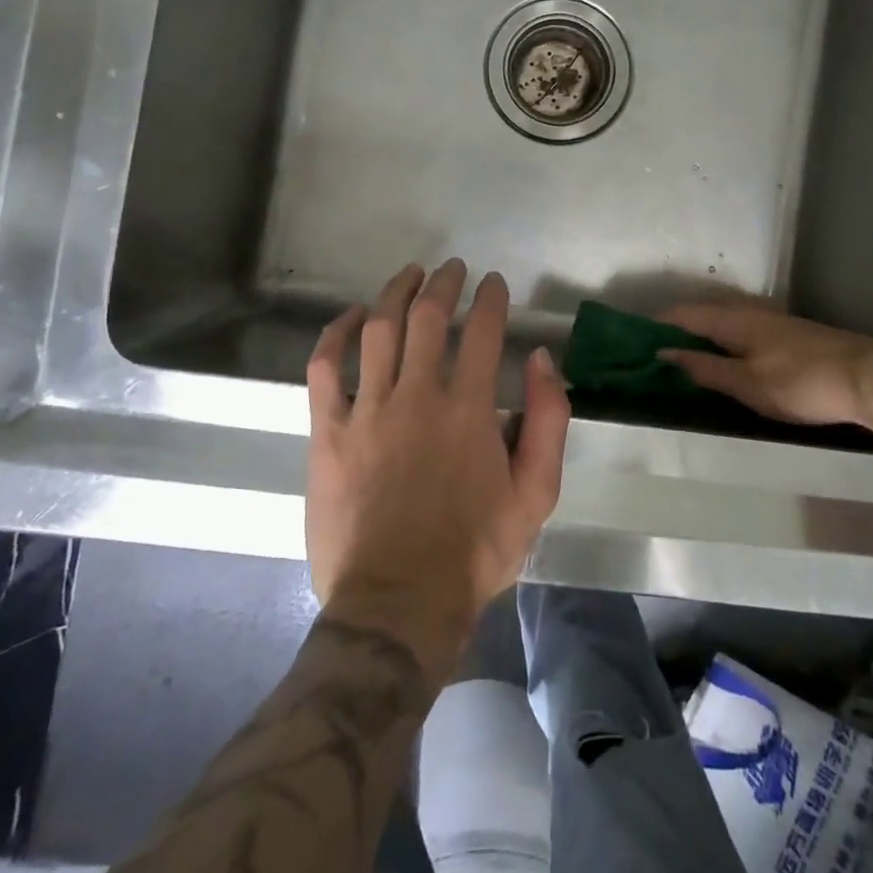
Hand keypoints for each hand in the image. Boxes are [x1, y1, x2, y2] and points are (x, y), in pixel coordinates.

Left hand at [305, 260, 569, 673]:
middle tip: (452, 270)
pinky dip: (336, 334)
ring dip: (396, 293)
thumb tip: (542, 360)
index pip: (483, 331)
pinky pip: (324, 368)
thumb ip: (548, 421)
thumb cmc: (473, 551)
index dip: (491, 299)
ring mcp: (367, 410)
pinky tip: (352, 317)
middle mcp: (417, 396)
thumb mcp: (536, 495)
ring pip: (379, 330)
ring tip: (410, 275)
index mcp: (469, 409)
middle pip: (428, 318)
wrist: (397, 603)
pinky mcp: (327, 432)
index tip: (494, 284)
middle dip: (444, 284)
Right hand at [657, 298, 872, 449]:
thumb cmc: (801, 382)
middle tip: (649, 355)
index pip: (681, 313)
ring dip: (697, 337)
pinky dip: (719, 344)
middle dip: (673, 331)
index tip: (629, 340)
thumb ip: (704, 367)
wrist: (869, 379)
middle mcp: (747, 311)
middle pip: (699, 314)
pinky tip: (721, 362)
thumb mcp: (746, 382)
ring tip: (678, 361)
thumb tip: (663, 352)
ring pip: (720, 323)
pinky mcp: (786, 336)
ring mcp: (769, 321)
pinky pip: (738, 333)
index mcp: (731, 318)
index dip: (654, 325)